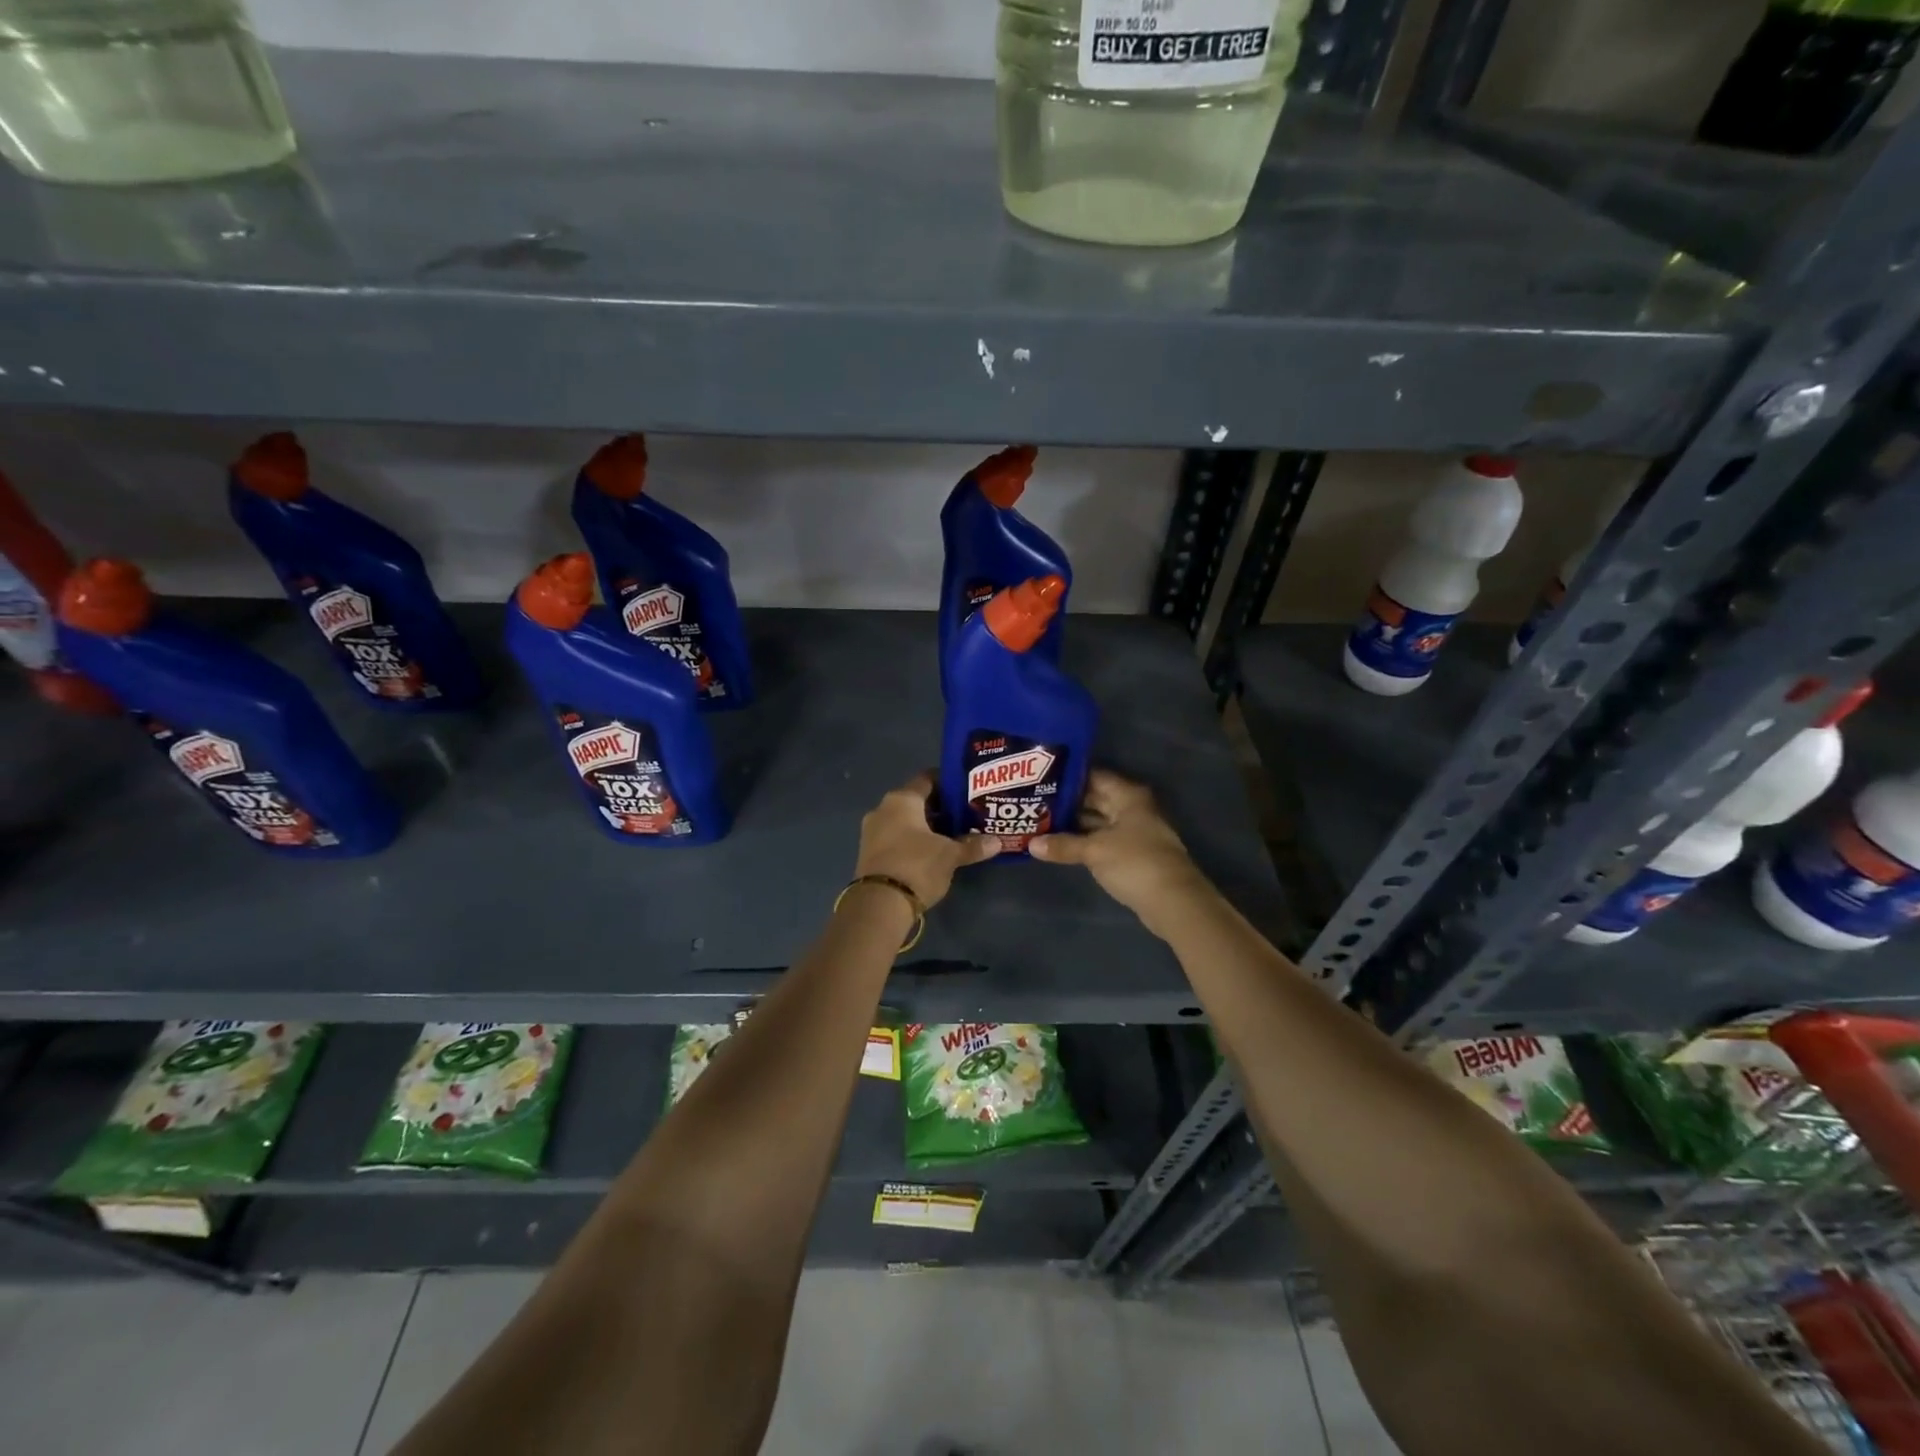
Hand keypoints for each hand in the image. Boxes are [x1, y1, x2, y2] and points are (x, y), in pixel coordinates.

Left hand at [854, 773, 999, 907]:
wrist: (879, 905)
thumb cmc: (917, 866)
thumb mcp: (950, 855)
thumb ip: (973, 845)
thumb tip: (997, 842)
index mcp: (902, 799)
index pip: (928, 779)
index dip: (948, 783)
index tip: (967, 791)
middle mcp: (883, 809)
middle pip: (916, 801)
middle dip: (940, 808)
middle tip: (965, 815)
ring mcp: (873, 831)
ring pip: (905, 821)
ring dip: (926, 827)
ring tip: (953, 835)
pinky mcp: (869, 852)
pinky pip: (896, 837)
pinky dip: (913, 840)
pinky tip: (933, 852)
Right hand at [1030, 770, 1209, 932]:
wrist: (1173, 901)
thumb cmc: (1135, 862)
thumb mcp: (1094, 851)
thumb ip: (1063, 845)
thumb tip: (1031, 844)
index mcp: (1128, 796)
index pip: (1094, 776)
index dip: (1068, 777)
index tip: (1040, 779)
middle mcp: (1131, 808)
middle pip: (1095, 799)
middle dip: (1067, 802)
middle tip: (1033, 802)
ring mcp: (1133, 832)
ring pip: (1097, 822)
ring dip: (1073, 824)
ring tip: (1039, 822)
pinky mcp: (1131, 854)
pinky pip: (1102, 840)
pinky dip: (1084, 841)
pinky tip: (1060, 845)